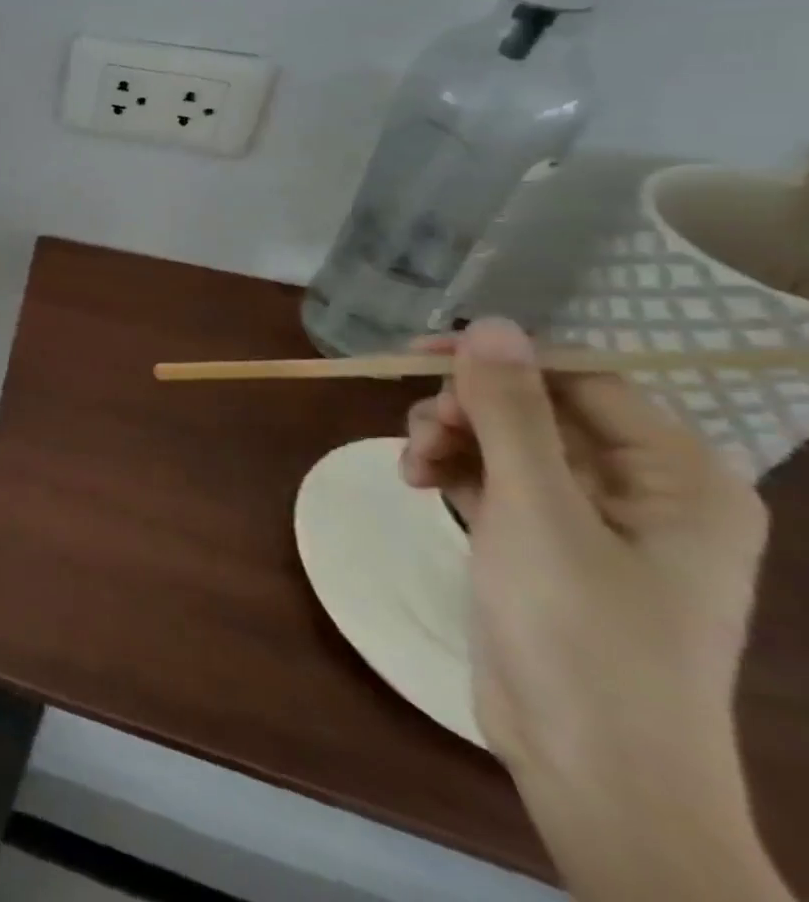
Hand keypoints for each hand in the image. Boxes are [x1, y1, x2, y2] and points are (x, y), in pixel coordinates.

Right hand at [402, 319, 783, 901]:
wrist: (590, 767)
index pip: (584, 380)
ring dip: (450, 438)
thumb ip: (512, 413)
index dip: (502, 360)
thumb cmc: (583, 634)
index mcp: (678, 478)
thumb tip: (490, 323)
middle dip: (468, 411)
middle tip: (423, 435)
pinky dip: (452, 470)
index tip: (418, 355)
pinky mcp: (545, 543)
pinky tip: (418, 482)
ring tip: (412, 467)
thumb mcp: (537, 512)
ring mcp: (591, 519)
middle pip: (538, 408)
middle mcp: (643, 490)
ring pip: (506, 440)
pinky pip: (493, 477)